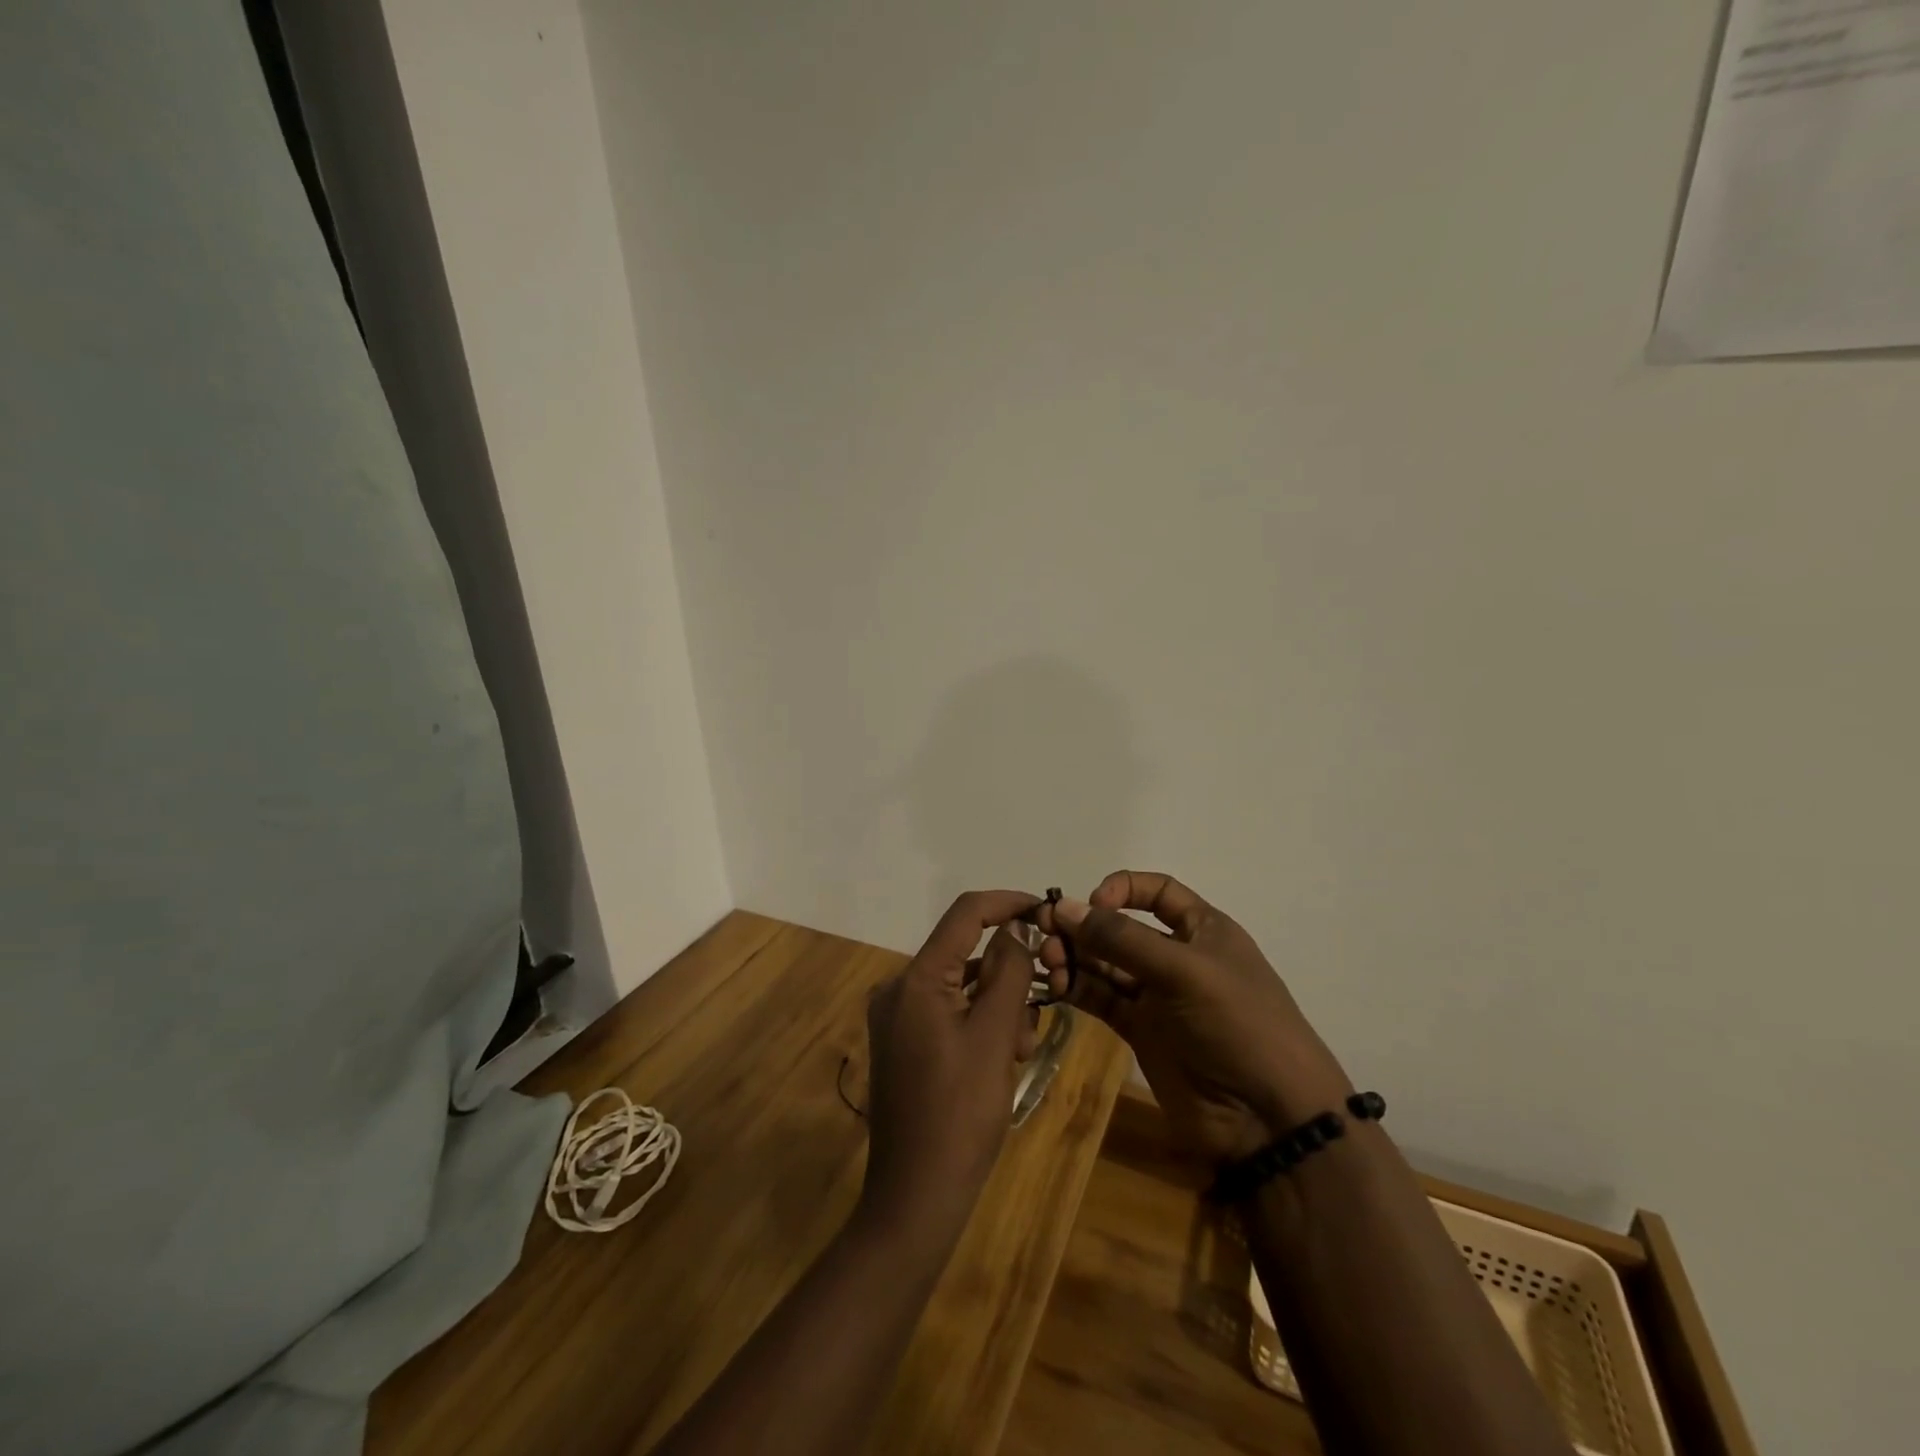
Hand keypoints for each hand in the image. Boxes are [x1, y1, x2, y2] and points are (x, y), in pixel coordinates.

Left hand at [859, 890, 1042, 1242]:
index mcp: (916, 979)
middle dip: (1009, 980)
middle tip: (1035, 1020)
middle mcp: (899, 988)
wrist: (917, 1196)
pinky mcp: (904, 1043)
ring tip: (1019, 1054)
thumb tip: (1015, 928)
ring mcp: (898, 1018)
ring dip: (999, 1009)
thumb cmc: (961, 1112)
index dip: (1008, 903)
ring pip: (963, 988)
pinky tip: (1002, 1061)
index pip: (965, 913)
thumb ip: (1009, 971)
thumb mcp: (995, 1035)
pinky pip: (950, 1014)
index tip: (1047, 911)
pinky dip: (980, 1026)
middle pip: (967, 956)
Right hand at [1038, 870, 1351, 1164]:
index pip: (1157, 891)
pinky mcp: (1141, 1032)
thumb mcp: (1185, 971)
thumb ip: (1122, 940)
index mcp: (1203, 930)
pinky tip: (1056, 986)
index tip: (1092, 904)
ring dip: (1075, 957)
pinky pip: (1102, 999)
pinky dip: (1077, 989)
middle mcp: (1177, 957)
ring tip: (1049, 963)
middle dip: (1085, 927)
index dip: (1122, 889)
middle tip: (1046, 935)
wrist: (1269, 1119)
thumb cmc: (1238, 1025)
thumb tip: (1065, 907)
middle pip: (1121, 928)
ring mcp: (1158, 996)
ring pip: (1106, 964)